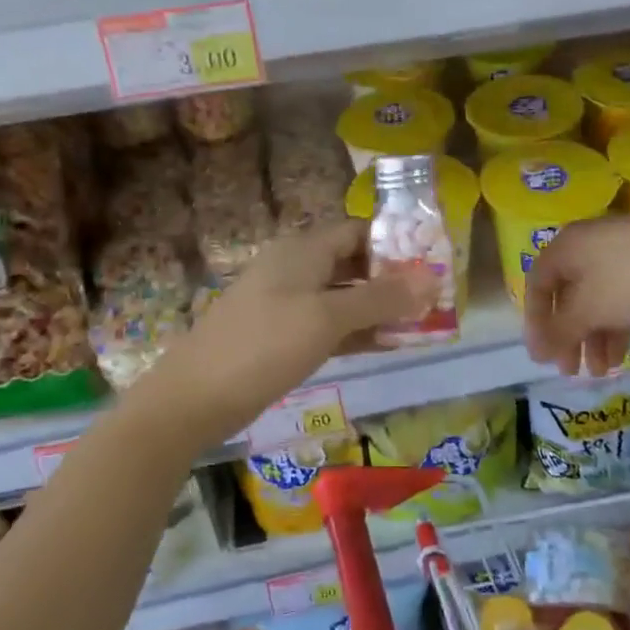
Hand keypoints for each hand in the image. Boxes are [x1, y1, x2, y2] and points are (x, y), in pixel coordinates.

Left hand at [148, 219, 436, 441]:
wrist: (195, 397)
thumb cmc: (265, 345)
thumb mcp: (328, 318)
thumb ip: (381, 297)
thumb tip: (433, 278)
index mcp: (303, 250)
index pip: (358, 232)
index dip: (396, 243)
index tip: (433, 262)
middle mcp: (296, 268)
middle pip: (353, 263)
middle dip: (393, 278)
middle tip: (433, 297)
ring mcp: (288, 303)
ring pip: (343, 296)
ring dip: (378, 308)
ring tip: (421, 323)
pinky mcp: (283, 335)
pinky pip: (329, 324)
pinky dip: (357, 331)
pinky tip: (387, 344)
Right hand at [523, 215, 629, 375]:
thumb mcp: (590, 309)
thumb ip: (558, 332)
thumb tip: (535, 352)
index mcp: (565, 247)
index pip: (537, 286)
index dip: (535, 323)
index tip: (542, 356)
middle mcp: (587, 246)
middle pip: (567, 296)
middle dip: (568, 337)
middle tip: (570, 371)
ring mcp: (619, 253)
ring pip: (595, 300)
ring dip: (593, 337)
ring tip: (601, 371)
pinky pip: (620, 297)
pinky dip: (615, 325)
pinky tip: (621, 355)